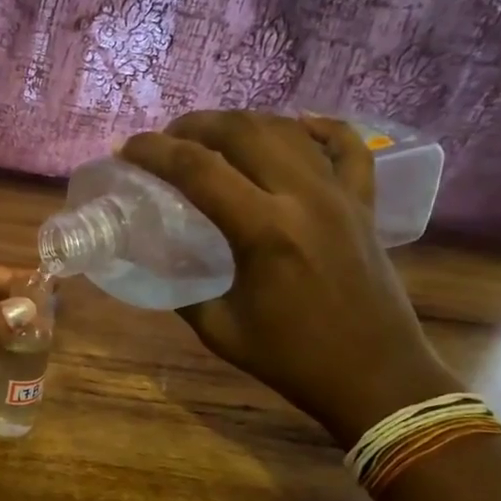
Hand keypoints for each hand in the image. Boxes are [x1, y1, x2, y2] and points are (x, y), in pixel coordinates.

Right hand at [121, 112, 457, 445]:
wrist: (374, 377)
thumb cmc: (292, 359)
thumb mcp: (220, 329)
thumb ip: (185, 289)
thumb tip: (160, 260)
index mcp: (264, 231)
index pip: (197, 169)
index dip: (154, 152)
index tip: (126, 149)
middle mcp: (303, 197)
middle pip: (242, 132)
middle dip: (195, 126)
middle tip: (166, 141)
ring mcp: (340, 195)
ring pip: (287, 130)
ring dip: (241, 123)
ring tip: (211, 136)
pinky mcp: (363, 203)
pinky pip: (347, 147)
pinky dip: (319, 127)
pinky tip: (296, 123)